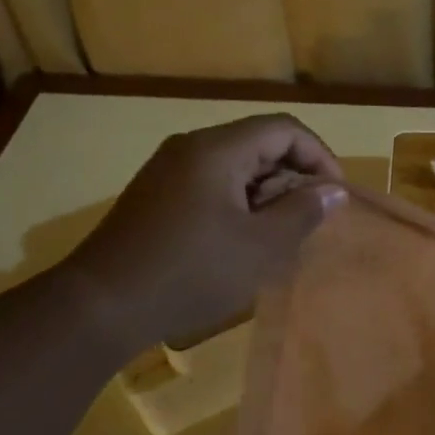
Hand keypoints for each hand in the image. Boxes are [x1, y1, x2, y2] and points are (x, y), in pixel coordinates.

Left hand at [64, 115, 346, 352]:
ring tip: (276, 236)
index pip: (283, 128)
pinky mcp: (155, 195)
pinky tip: (239, 241)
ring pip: (234, 165)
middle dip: (292, 177)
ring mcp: (168, 170)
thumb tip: (334, 191)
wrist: (100, 305)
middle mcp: (190, 147)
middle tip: (306, 221)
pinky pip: (209, 184)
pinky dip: (237, 203)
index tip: (334, 195)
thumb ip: (302, 213)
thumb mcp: (258, 247)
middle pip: (258, 143)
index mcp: (217, 149)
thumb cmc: (190, 272)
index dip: (318, 155)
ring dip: (265, 193)